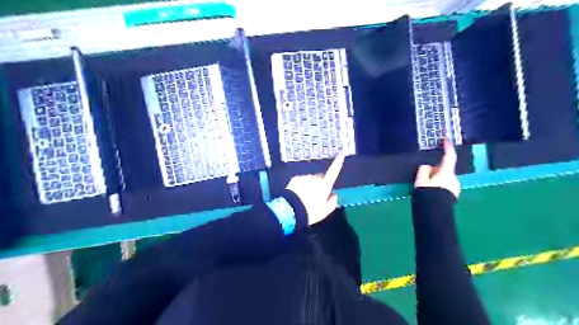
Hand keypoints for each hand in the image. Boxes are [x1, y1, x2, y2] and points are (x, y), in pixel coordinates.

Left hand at [284, 155, 342, 225]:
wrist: (290, 211)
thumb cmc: (310, 212)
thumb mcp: (324, 212)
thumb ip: (332, 203)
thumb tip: (334, 195)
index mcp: (325, 185)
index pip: (334, 171)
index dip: (338, 162)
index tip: (341, 154)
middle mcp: (316, 178)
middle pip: (320, 178)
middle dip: (319, 185)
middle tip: (315, 198)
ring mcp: (305, 177)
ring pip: (310, 180)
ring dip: (309, 186)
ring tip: (305, 199)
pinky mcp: (296, 178)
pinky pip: (301, 181)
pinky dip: (300, 186)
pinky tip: (297, 196)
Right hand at [411, 138, 461, 197]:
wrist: (434, 213)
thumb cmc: (427, 194)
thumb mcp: (420, 180)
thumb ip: (424, 170)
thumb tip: (427, 167)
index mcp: (446, 173)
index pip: (449, 157)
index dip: (447, 147)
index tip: (446, 140)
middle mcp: (454, 178)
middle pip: (444, 169)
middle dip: (435, 170)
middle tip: (423, 176)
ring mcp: (455, 187)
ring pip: (444, 178)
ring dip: (436, 179)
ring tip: (425, 187)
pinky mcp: (453, 194)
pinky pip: (445, 185)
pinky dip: (439, 186)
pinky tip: (431, 193)